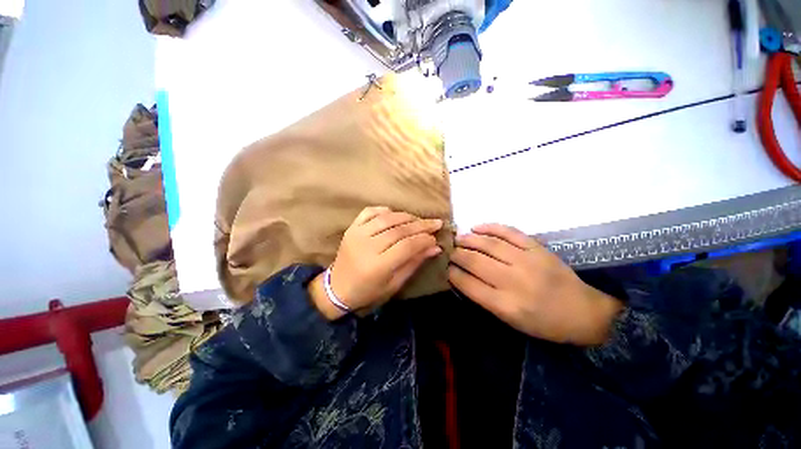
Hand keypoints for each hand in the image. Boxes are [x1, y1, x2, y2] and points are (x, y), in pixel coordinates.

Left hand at [310, 207, 442, 319]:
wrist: (337, 288)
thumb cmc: (368, 292)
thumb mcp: (395, 284)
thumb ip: (414, 263)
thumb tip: (435, 247)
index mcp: (378, 266)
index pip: (407, 246)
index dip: (424, 240)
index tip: (436, 238)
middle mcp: (366, 246)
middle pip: (399, 230)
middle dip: (421, 225)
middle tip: (436, 223)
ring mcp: (357, 234)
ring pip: (387, 218)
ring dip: (406, 217)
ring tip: (419, 220)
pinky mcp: (351, 228)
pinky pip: (369, 212)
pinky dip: (384, 210)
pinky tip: (394, 214)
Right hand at [448, 224, 622, 344]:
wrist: (583, 312)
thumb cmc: (543, 323)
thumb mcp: (510, 321)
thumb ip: (484, 298)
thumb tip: (462, 276)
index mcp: (505, 305)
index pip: (468, 284)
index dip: (452, 274)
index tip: (446, 268)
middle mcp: (513, 281)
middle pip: (474, 261)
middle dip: (457, 254)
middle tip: (449, 251)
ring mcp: (526, 261)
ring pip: (489, 244)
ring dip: (469, 239)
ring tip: (458, 238)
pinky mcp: (537, 248)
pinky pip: (509, 232)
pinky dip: (490, 227)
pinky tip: (477, 227)